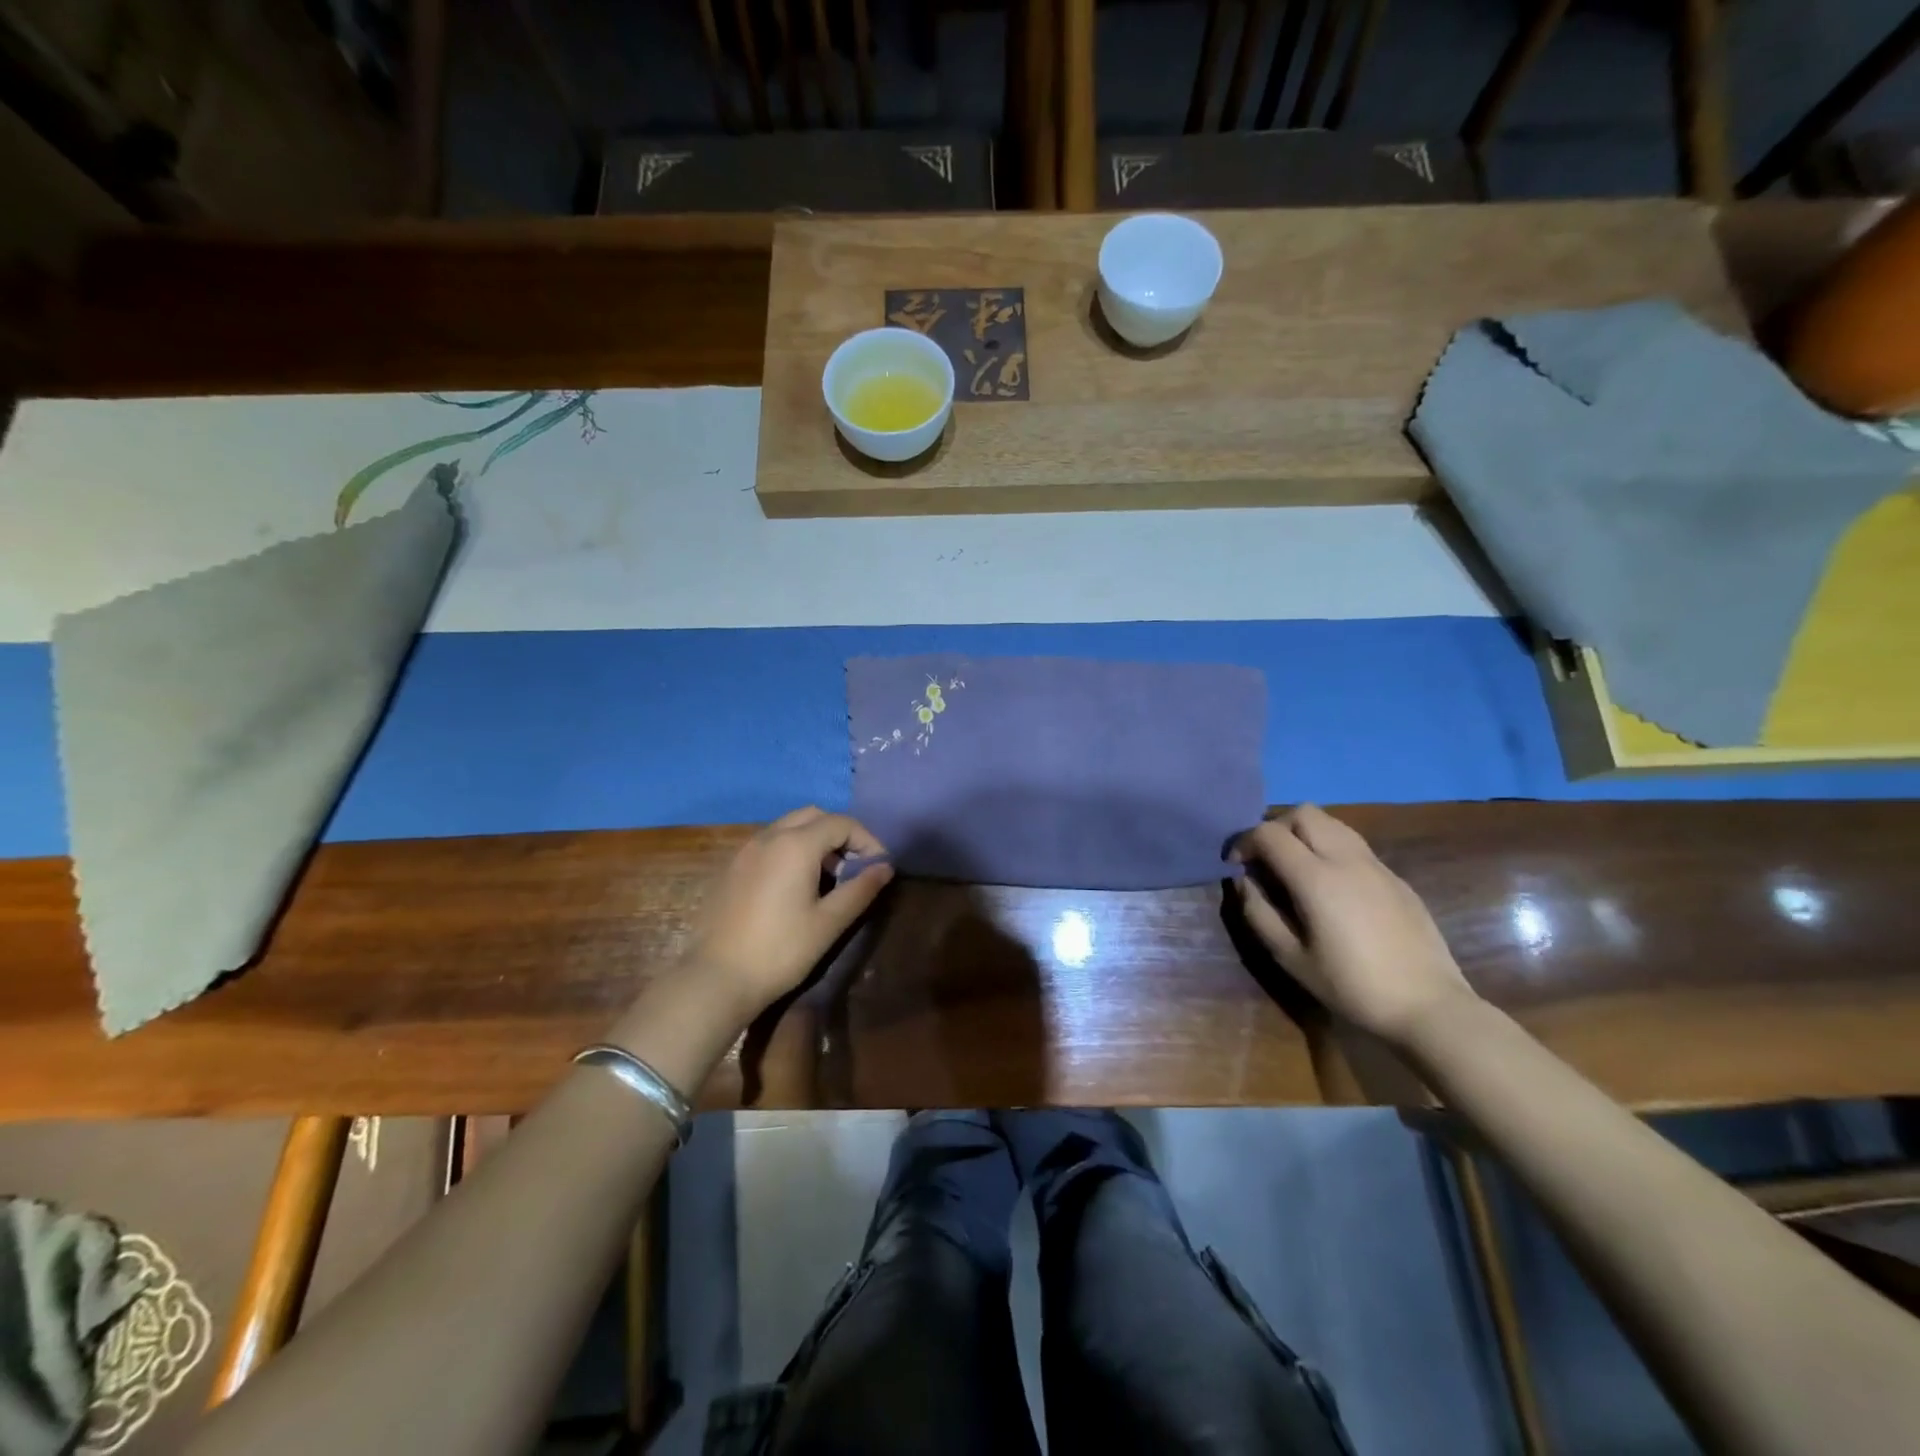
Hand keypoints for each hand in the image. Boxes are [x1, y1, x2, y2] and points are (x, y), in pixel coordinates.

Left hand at [683, 807, 893, 1021]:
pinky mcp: (731, 867)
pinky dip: (792, 849)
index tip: (879, 867)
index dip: (867, 840)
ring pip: (789, 826)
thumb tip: (885, 867)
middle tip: (855, 866)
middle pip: (814, 816)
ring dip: (816, 840)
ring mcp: (745, 850)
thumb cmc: (780, 951)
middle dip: (841, 834)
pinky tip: (796, 885)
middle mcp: (769, 837)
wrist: (716, 978)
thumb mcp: (829, 923)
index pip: (842, 823)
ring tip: (829, 877)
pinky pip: (770, 843)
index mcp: (796, 845)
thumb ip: (860, 889)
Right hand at [1233, 805, 1473, 1043]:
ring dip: (1305, 833)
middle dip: (1276, 827)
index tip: (1237, 866)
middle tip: (1266, 859)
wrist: (1428, 1006)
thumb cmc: (1352, 986)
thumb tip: (1243, 881)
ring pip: (1332, 822)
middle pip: (1303, 813)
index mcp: (1316, 878)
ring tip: (1296, 866)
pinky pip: (1354, 844)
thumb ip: (1259, 913)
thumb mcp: (1291, 958)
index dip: (1244, 842)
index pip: (1269, 833)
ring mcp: (1376, 865)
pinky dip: (1330, 848)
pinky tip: (1331, 886)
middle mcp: (1346, 859)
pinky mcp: (1396, 877)